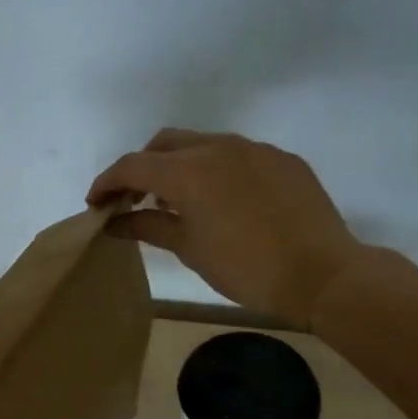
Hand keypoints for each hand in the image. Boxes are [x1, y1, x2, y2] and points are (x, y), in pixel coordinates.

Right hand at [88, 129, 365, 327]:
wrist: (322, 274)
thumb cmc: (245, 268)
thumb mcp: (189, 249)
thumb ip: (147, 226)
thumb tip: (114, 222)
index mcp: (188, 171)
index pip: (132, 166)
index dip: (107, 183)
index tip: (95, 204)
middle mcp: (218, 147)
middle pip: (163, 144)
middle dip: (141, 167)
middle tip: (134, 200)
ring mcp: (254, 149)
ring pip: (200, 144)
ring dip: (178, 165)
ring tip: (176, 200)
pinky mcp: (281, 159)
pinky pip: (235, 154)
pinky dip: (213, 169)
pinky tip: (220, 200)